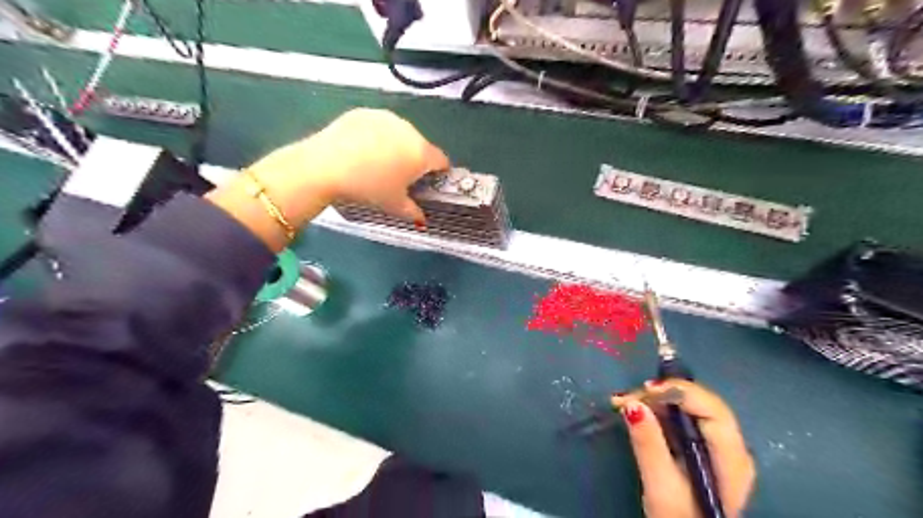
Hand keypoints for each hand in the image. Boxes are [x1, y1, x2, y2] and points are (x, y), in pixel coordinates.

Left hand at [245, 107, 446, 221]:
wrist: (325, 166)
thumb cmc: (368, 188)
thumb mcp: (394, 205)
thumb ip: (414, 212)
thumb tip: (422, 220)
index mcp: (421, 153)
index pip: (442, 161)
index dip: (438, 173)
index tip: (427, 183)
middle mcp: (409, 130)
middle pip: (421, 146)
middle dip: (414, 160)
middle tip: (397, 177)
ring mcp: (386, 118)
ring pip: (400, 134)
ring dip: (396, 147)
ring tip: (376, 163)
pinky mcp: (365, 112)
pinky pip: (379, 126)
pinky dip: (376, 137)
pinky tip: (360, 150)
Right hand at [612, 380, 753, 516]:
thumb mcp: (660, 486)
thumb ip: (649, 444)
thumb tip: (633, 404)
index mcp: (731, 458)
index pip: (712, 408)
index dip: (679, 391)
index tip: (644, 389)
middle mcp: (732, 448)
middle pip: (701, 404)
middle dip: (662, 394)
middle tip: (627, 397)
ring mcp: (719, 448)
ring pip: (690, 408)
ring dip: (656, 401)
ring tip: (625, 402)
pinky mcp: (703, 450)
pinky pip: (683, 419)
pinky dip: (659, 412)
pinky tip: (637, 412)